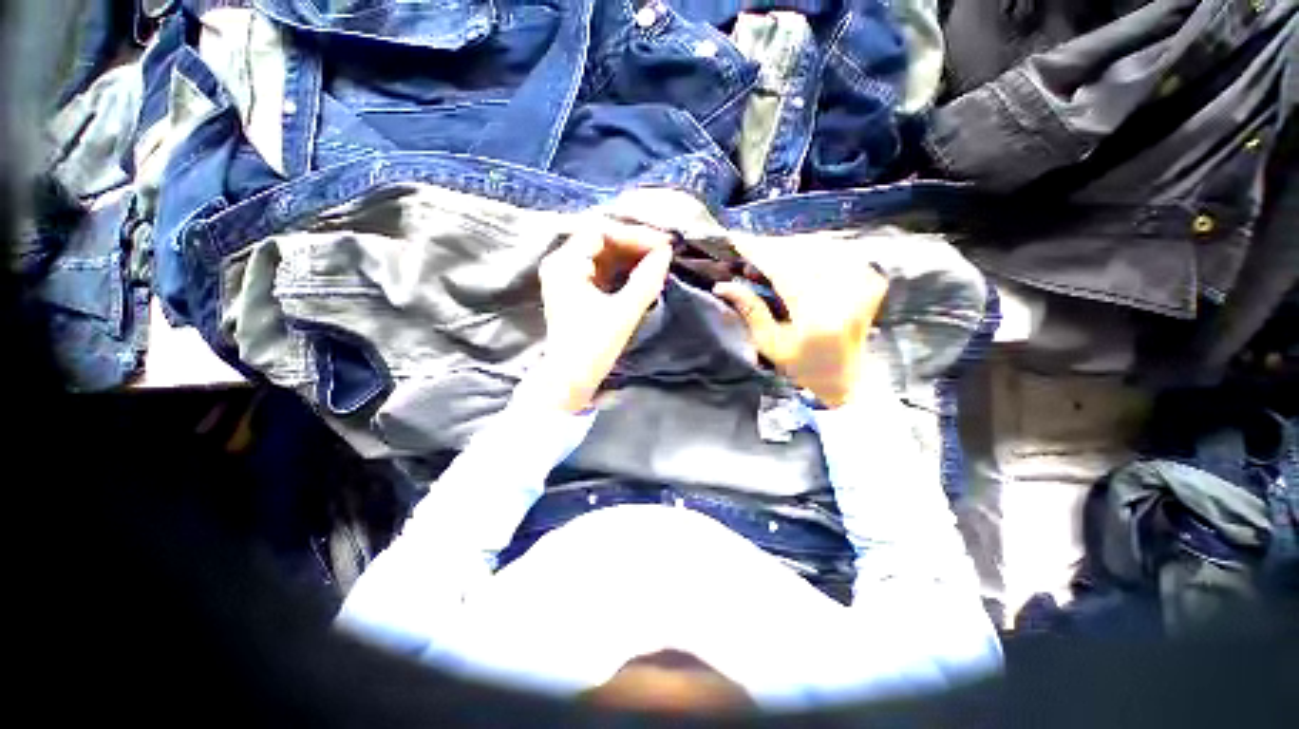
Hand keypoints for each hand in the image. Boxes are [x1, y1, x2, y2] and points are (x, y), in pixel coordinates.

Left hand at [527, 220, 672, 412]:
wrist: (570, 379)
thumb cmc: (593, 347)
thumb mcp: (623, 313)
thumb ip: (646, 280)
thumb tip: (666, 253)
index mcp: (564, 264)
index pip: (601, 232)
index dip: (634, 234)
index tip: (663, 244)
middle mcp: (560, 263)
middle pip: (601, 239)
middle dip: (634, 243)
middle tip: (664, 250)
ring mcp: (566, 276)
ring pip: (602, 253)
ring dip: (630, 254)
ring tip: (658, 258)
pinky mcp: (576, 289)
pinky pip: (601, 268)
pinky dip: (622, 268)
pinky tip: (642, 270)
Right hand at [713, 235, 888, 407]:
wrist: (847, 376)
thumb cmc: (802, 366)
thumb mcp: (770, 343)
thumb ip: (750, 310)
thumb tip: (722, 285)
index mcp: (817, 317)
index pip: (783, 271)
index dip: (758, 252)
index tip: (737, 239)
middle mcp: (844, 295)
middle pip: (801, 254)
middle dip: (772, 245)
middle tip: (750, 246)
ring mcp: (863, 284)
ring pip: (819, 247)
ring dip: (790, 245)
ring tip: (769, 252)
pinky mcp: (871, 279)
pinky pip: (836, 251)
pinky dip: (813, 249)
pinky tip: (797, 256)